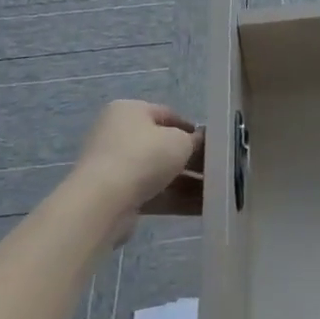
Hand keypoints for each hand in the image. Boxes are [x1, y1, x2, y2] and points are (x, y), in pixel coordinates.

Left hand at [72, 101, 202, 230]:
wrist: (102, 202)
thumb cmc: (143, 156)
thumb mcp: (179, 141)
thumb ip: (193, 140)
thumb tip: (198, 141)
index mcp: (129, 111)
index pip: (167, 115)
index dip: (192, 129)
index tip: (213, 144)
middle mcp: (118, 134)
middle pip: (163, 146)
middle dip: (190, 160)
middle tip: (216, 170)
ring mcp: (115, 167)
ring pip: (159, 172)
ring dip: (186, 182)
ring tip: (215, 192)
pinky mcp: (116, 196)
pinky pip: (152, 193)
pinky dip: (174, 198)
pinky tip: (201, 207)